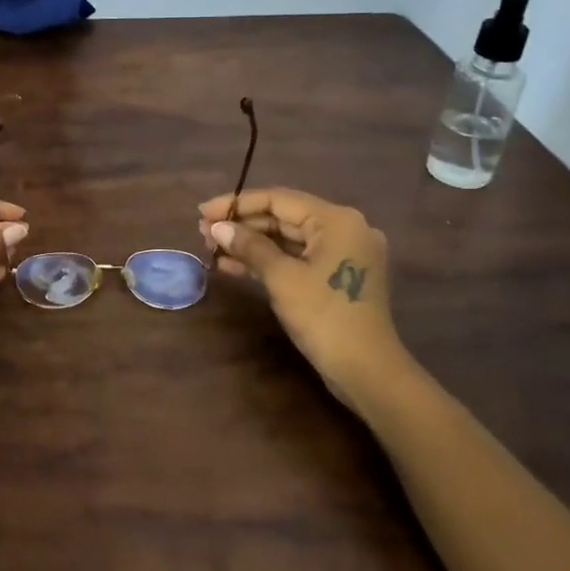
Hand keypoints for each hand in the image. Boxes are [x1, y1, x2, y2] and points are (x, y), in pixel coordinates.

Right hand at [198, 187, 409, 405]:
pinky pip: (297, 257)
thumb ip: (249, 246)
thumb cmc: (324, 317)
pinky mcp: (338, 275)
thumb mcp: (282, 278)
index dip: (236, 204)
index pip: (278, 199)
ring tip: (212, 249)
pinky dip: (268, 260)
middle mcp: (344, 228)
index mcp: (336, 220)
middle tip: (203, 233)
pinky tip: (233, 266)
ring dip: (250, 243)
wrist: (366, 371)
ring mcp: (343, 253)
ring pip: (288, 238)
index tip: (202, 212)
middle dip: (242, 225)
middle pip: (283, 217)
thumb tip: (217, 227)